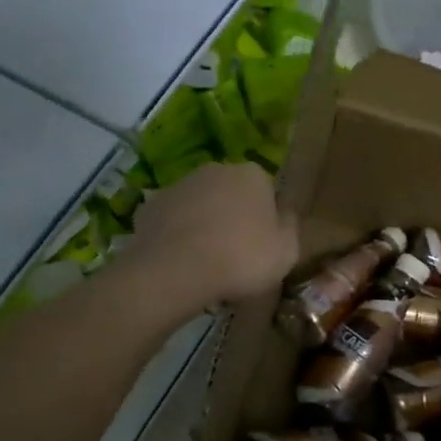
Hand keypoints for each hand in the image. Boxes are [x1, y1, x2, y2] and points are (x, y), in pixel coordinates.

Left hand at [124, 162, 298, 308]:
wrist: (174, 271)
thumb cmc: (241, 258)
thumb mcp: (287, 251)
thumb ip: (290, 227)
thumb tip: (284, 215)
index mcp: (252, 174)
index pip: (266, 192)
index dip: (266, 220)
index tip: (263, 247)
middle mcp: (216, 170)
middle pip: (231, 194)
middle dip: (234, 218)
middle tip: (235, 256)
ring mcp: (179, 185)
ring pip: (200, 206)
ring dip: (204, 226)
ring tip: (206, 264)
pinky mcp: (150, 206)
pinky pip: (172, 222)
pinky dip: (176, 237)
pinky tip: (179, 263)